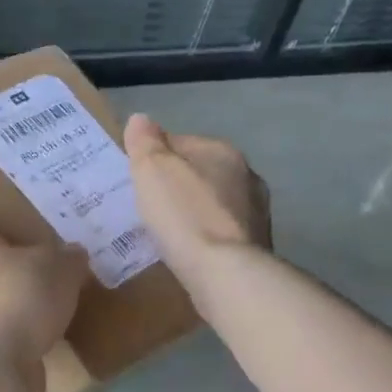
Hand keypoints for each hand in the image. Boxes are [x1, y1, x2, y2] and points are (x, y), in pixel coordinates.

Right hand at [124, 113, 271, 283]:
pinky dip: (205, 236)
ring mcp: (256, 212)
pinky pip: (221, 232)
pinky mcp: (256, 245)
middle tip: (148, 206)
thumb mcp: (152, 171)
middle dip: (177, 185)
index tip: (135, 178)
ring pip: (213, 203)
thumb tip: (140, 119)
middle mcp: (246, 175)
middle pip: (200, 172)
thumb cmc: (184, 215)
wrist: (225, 273)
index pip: (180, 142)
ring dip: (193, 211)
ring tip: (167, 231)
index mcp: (221, 151)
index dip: (154, 157)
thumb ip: (145, 143)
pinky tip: (188, 251)